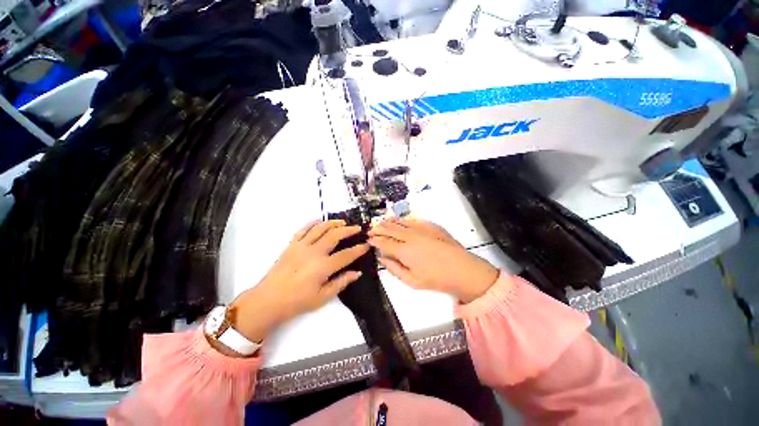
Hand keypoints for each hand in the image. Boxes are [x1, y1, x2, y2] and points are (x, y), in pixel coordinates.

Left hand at [229, 220, 368, 342]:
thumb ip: (341, 283)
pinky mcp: (291, 245)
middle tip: (357, 228)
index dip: (358, 249)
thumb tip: (356, 273)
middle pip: (334, 235)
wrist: (268, 300)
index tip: (366, 245)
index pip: (346, 255)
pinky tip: (320, 222)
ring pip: (320, 228)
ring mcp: (301, 246)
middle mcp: (313, 252)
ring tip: (342, 222)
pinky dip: (313, 223)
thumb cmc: (297, 302)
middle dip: (348, 230)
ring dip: (333, 223)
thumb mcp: (322, 297)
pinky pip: (303, 229)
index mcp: (323, 267)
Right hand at [368, 218, 498, 302]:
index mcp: (403, 250)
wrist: (461, 269)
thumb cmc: (435, 279)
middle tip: (372, 229)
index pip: (384, 242)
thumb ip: (393, 268)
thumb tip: (381, 258)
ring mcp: (420, 228)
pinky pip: (413, 219)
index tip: (369, 239)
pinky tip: (400, 221)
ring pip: (400, 222)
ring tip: (382, 222)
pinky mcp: (430, 225)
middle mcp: (409, 236)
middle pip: (389, 229)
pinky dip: (403, 220)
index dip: (374, 240)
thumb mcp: (411, 280)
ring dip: (389, 222)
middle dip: (378, 228)